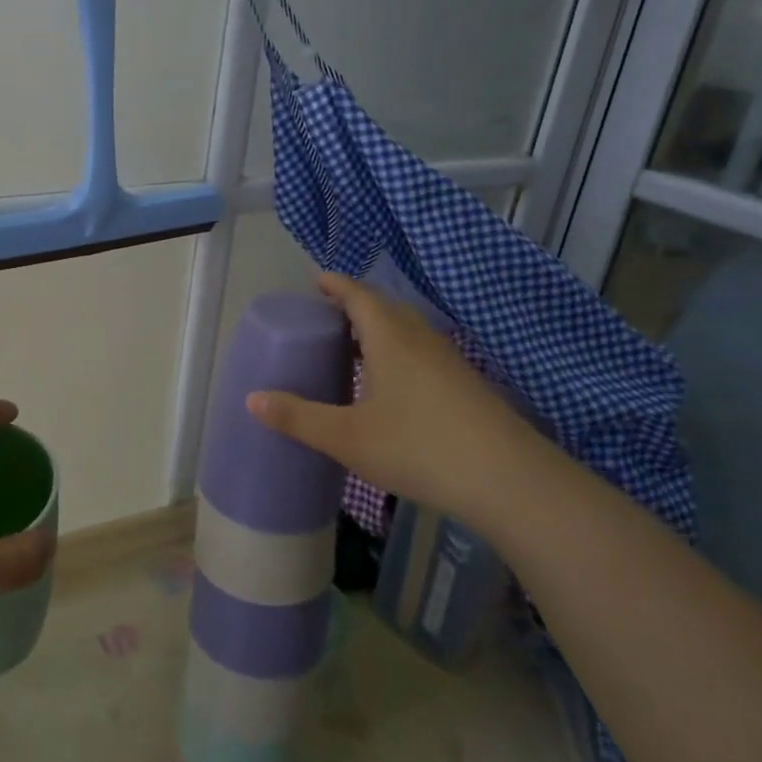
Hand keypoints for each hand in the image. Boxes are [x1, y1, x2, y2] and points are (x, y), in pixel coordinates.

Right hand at [245, 274, 548, 517]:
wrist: (510, 481)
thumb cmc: (420, 448)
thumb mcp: (347, 437)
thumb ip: (298, 417)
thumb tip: (251, 398)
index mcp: (390, 338)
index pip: (359, 295)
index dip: (335, 285)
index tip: (315, 280)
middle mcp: (421, 340)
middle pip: (385, 308)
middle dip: (355, 305)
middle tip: (326, 317)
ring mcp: (449, 362)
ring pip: (407, 331)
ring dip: (379, 330)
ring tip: (353, 348)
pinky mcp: (466, 386)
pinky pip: (422, 352)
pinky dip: (398, 352)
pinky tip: (391, 386)